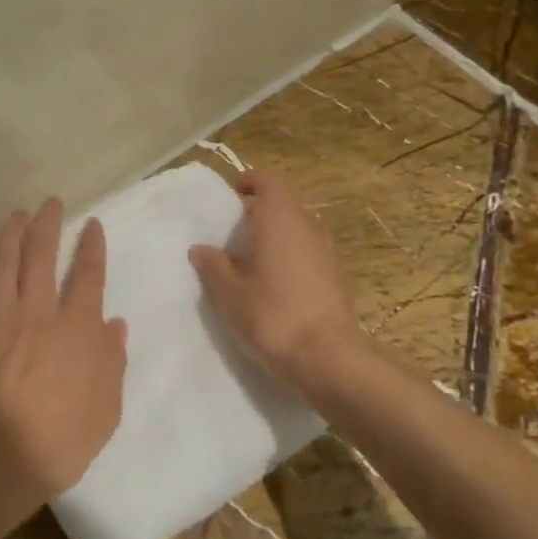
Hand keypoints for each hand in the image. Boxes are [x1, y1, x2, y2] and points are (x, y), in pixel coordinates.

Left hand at [0, 198, 127, 515]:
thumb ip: (112, 362)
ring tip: (16, 214)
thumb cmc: (60, 440)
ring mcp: (0, 319)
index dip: (92, 247)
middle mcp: (39, 312)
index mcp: (78, 329)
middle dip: (47, 225)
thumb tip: (116, 324)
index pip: (88, 276)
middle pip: (42, 257)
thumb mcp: (106, 409)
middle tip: (49, 203)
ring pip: (5, 264)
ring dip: (11, 235)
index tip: (92, 224)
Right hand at [189, 168, 363, 396]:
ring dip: (276, 237)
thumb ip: (214, 266)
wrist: (328, 357)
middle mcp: (309, 227)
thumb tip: (201, 248)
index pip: (271, 180)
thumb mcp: (230, 293)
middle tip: (233, 234)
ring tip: (250, 263)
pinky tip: (273, 287)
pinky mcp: (337, 278)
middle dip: (259, 213)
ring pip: (298, 230)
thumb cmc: (272, 315)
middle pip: (285, 205)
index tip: (231, 196)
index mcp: (281, 219)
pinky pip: (308, 254)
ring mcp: (327, 253)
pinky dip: (290, 258)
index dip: (251, 182)